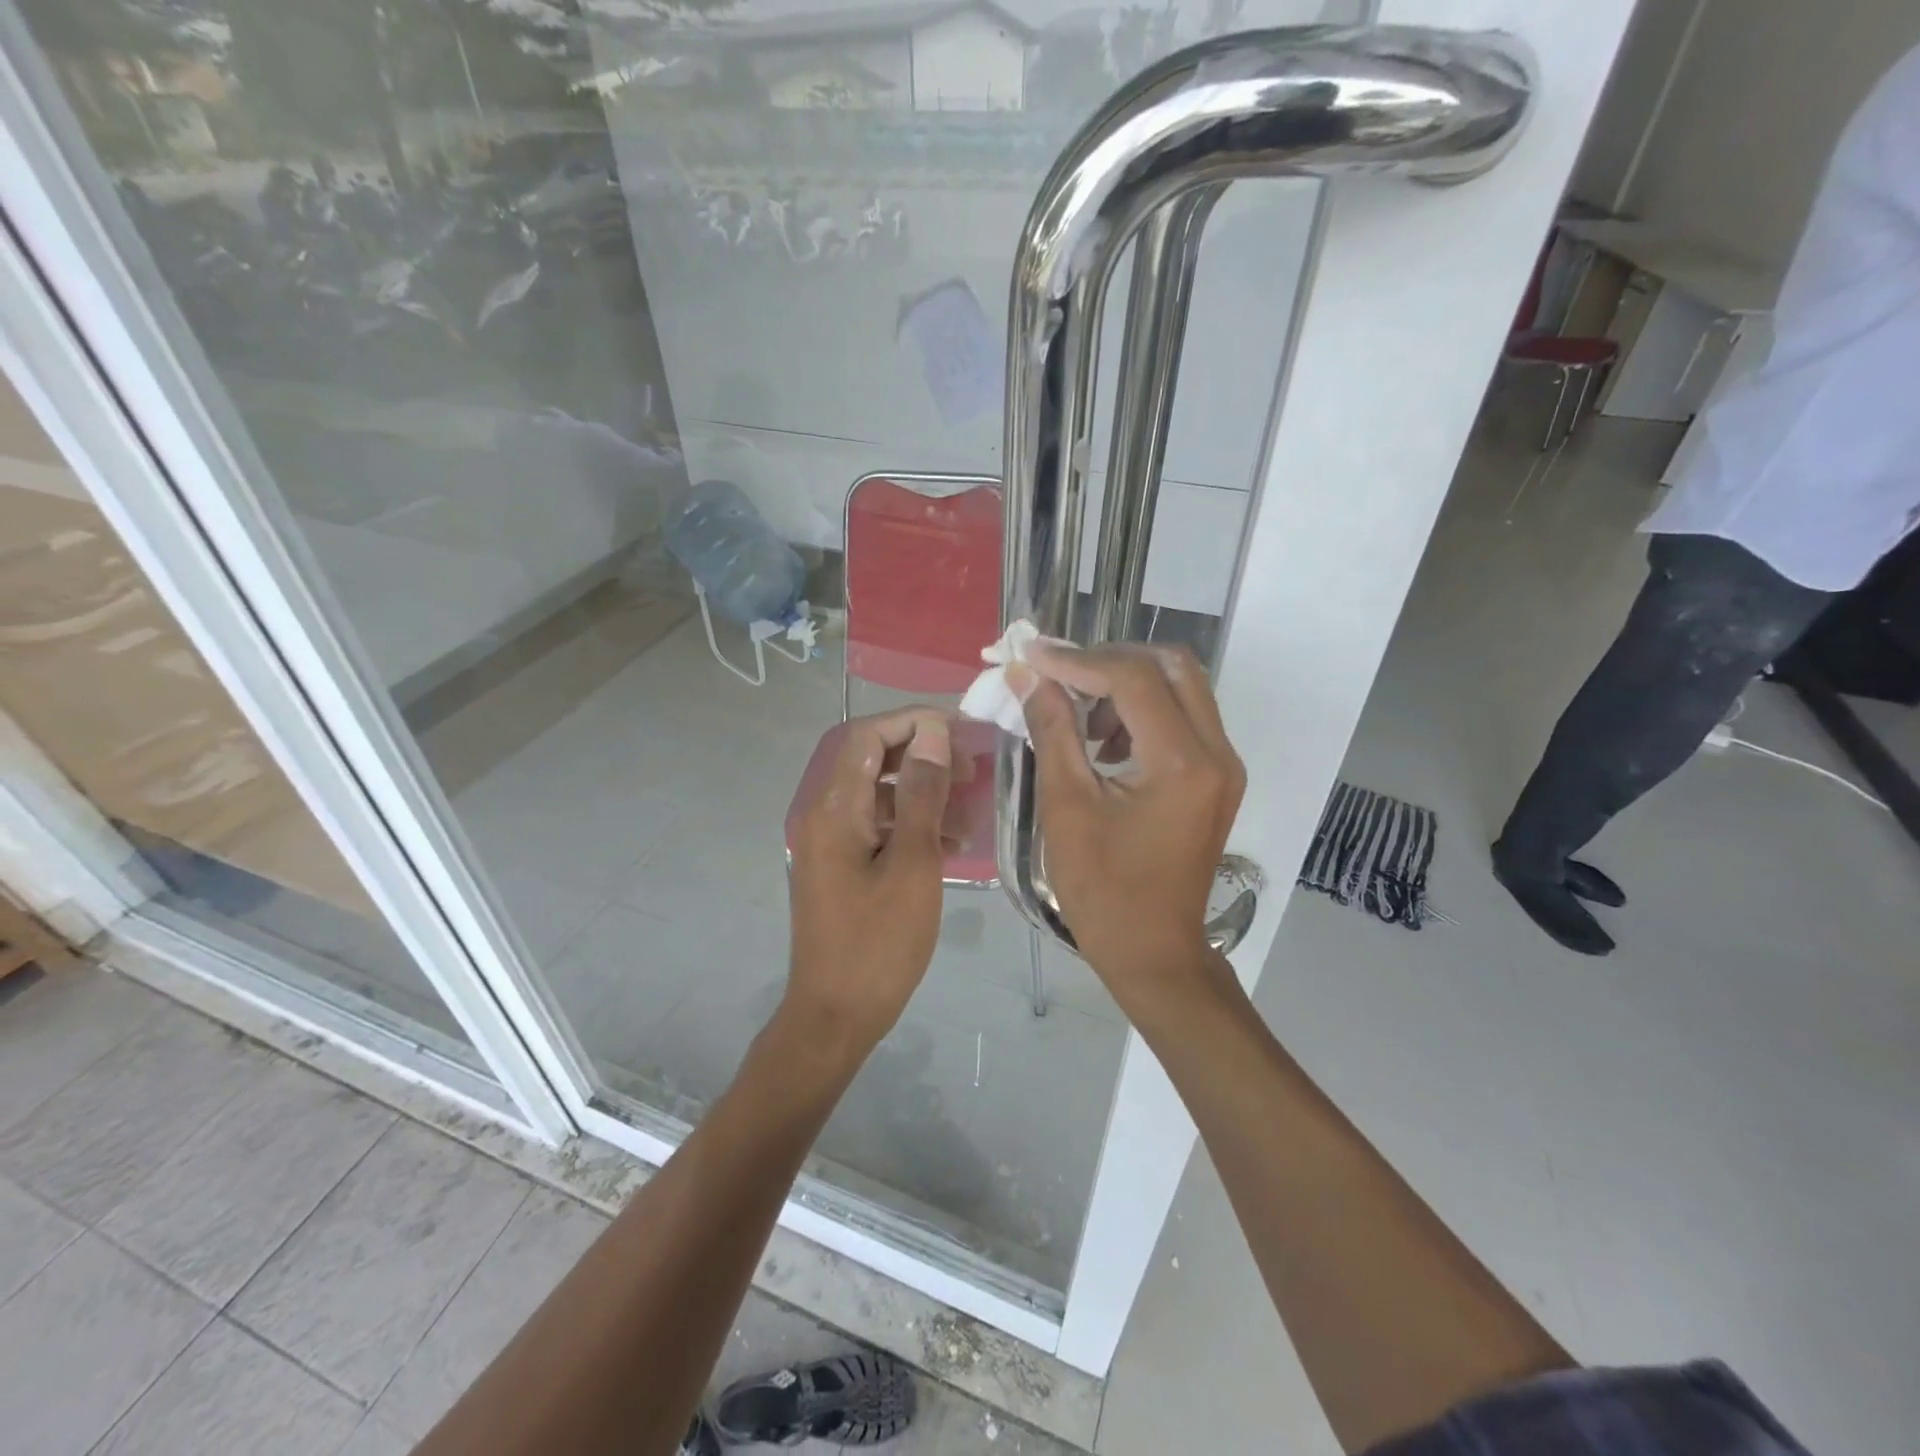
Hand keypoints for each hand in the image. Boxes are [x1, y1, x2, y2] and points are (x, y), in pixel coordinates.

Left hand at [783, 707, 954, 1059]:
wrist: (835, 1016)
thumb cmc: (878, 942)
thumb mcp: (912, 863)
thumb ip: (921, 794)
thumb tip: (931, 733)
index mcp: (833, 809)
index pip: (867, 737)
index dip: (912, 722)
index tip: (959, 730)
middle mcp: (823, 816)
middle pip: (871, 762)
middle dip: (921, 756)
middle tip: (969, 767)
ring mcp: (829, 844)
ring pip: (877, 796)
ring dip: (920, 793)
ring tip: (967, 808)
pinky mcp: (840, 868)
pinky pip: (875, 828)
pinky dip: (909, 825)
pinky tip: (950, 843)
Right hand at [1011, 643, 1244, 1000]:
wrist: (1154, 950)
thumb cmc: (1102, 889)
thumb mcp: (1066, 806)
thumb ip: (1052, 730)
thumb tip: (1029, 676)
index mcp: (1182, 762)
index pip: (1132, 677)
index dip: (1077, 659)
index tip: (1032, 655)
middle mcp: (1217, 752)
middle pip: (1171, 665)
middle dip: (1110, 659)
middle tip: (1059, 673)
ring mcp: (1224, 764)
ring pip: (1182, 686)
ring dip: (1127, 683)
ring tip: (1077, 712)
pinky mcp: (1218, 777)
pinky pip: (1184, 717)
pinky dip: (1143, 709)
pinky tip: (1104, 741)